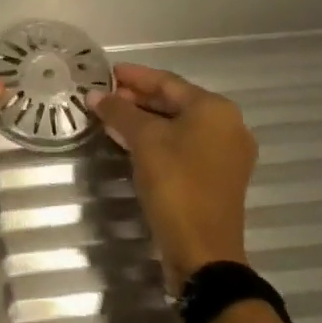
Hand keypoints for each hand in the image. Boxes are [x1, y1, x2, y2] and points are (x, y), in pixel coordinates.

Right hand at [90, 63, 256, 288]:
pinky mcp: (217, 176)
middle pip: (175, 102)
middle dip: (137, 98)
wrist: (202, 250)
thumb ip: (119, 112)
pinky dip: (157, 140)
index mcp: (215, 109)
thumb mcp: (144, 141)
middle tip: (104, 96)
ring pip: (178, 125)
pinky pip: (183, 146)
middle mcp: (227, 125)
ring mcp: (225, 153)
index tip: (106, 72)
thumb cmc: (175, 184)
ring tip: (110, 117)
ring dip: (144, 120)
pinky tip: (130, 142)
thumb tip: (94, 95)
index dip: (134, 76)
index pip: (167, 81)